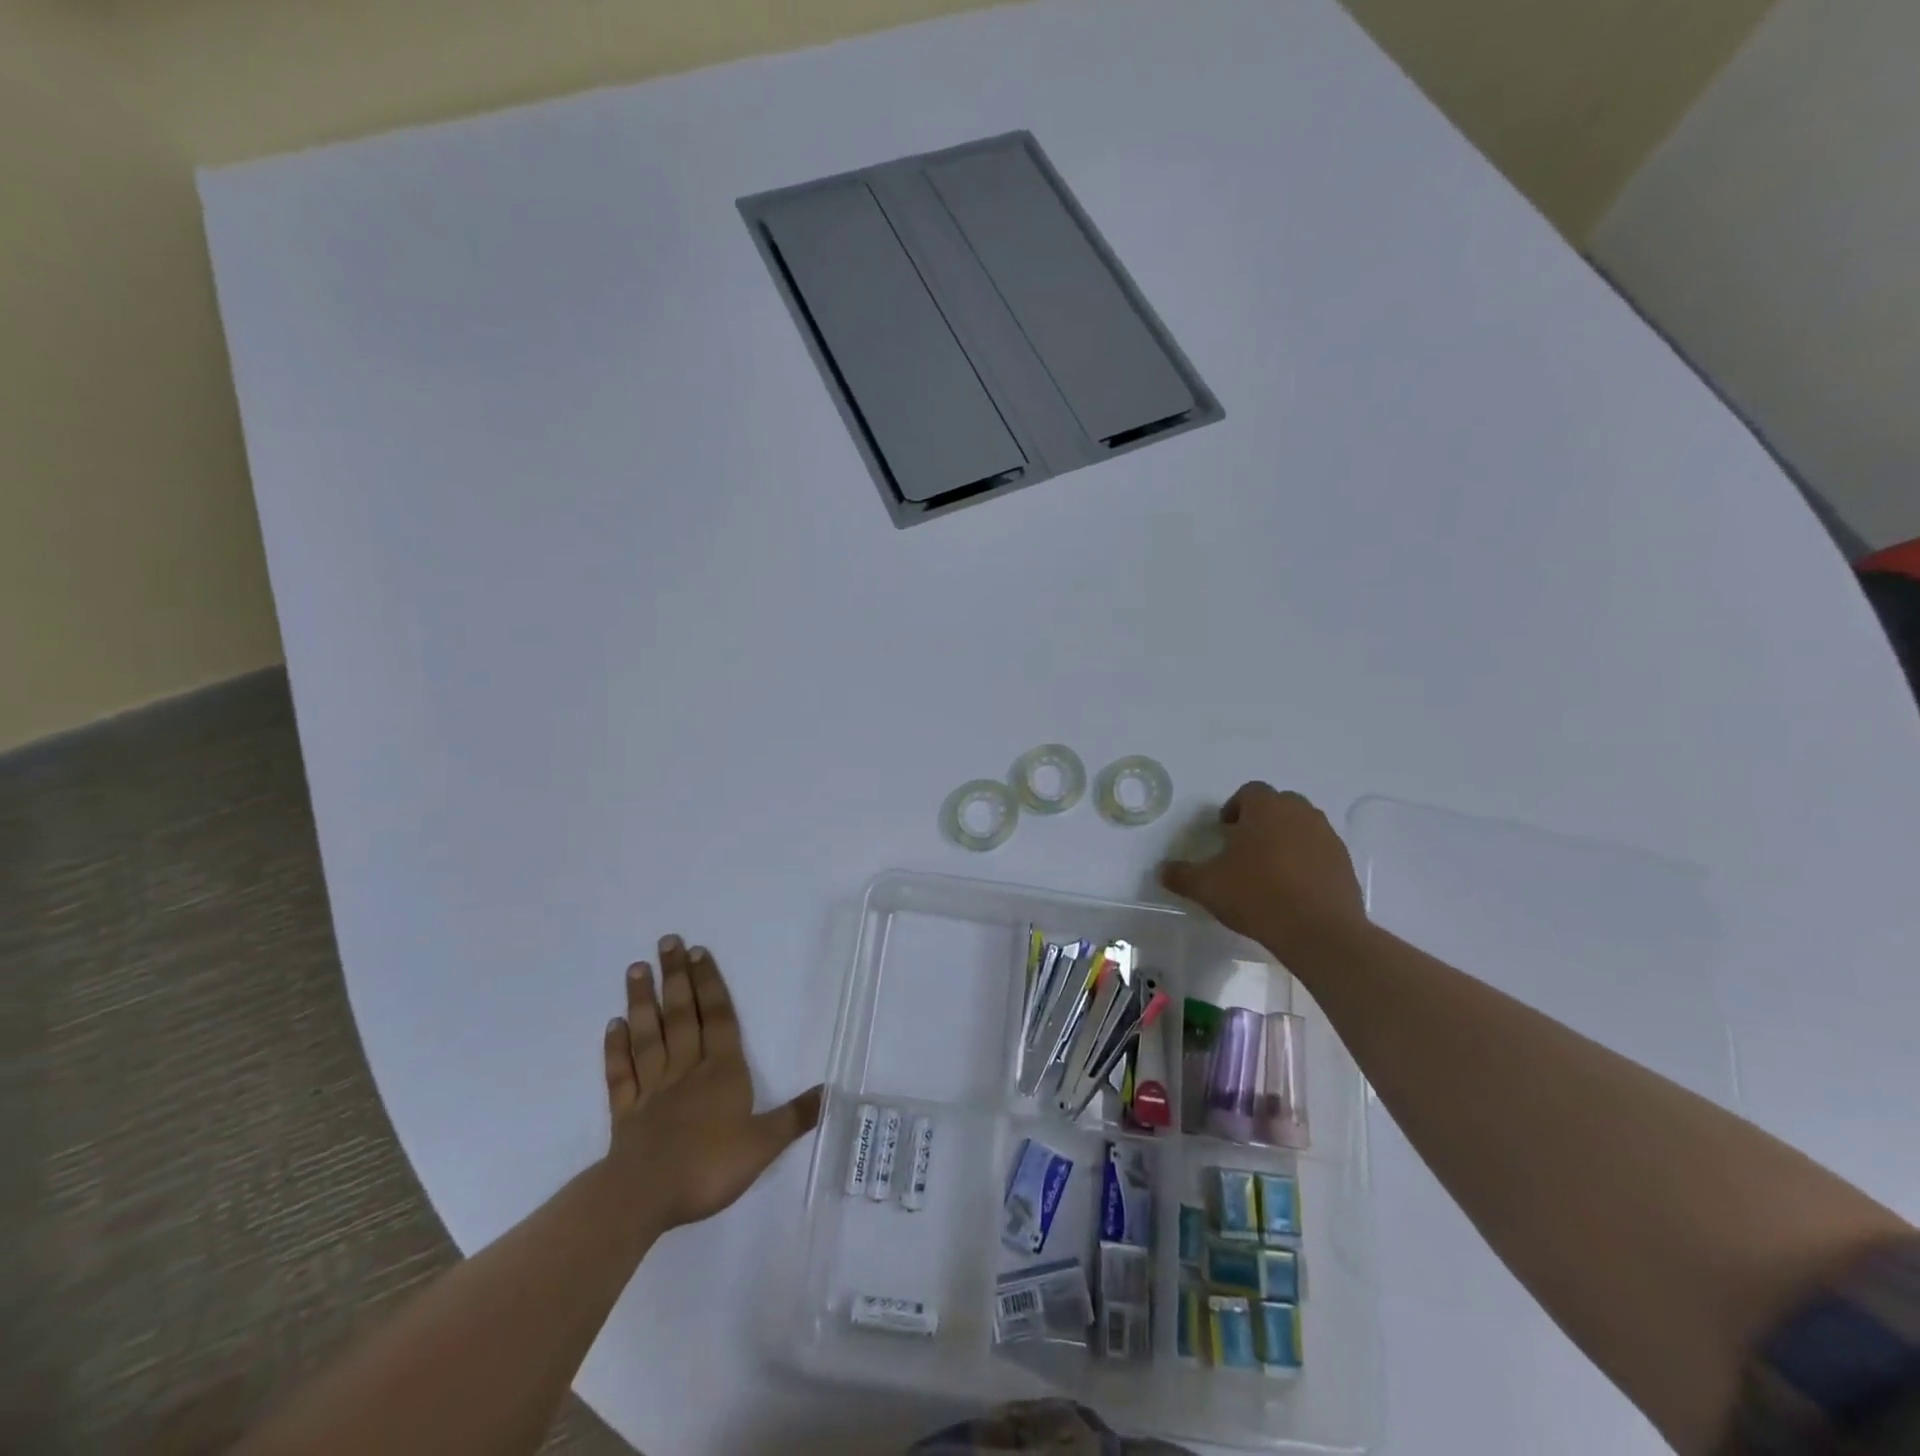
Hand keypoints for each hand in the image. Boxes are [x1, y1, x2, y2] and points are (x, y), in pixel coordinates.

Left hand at [601, 936, 821, 1232]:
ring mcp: (653, 1089)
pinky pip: (621, 1073)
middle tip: (667, 942)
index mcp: (722, 1072)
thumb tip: (830, 1091)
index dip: (710, 984)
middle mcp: (687, 1070)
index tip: (698, 952)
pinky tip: (613, 1025)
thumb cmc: (709, 1166)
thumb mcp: (764, 1144)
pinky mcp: (625, 1112)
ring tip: (637, 968)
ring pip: (649, 1036)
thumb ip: (795, 1117)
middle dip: (677, 977)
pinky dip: (616, 1048)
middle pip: (682, 1016)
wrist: (644, 1197)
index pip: (718, 1018)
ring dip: (642, 1001)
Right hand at [1158, 783, 1367, 959]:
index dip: (1234, 808)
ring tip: (1269, 870)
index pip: (1249, 792)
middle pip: (1279, 805)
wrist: (1318, 930)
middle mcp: (1300, 813)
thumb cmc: (1257, 895)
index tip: (1225, 832)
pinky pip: (1320, 852)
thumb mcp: (1207, 886)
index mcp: (1266, 808)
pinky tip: (1293, 889)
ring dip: (1286, 839)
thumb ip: (1181, 875)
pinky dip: (1306, 861)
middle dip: (1262, 821)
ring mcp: (1327, 837)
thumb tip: (1161, 870)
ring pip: (1302, 827)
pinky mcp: (1345, 863)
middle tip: (1245, 848)